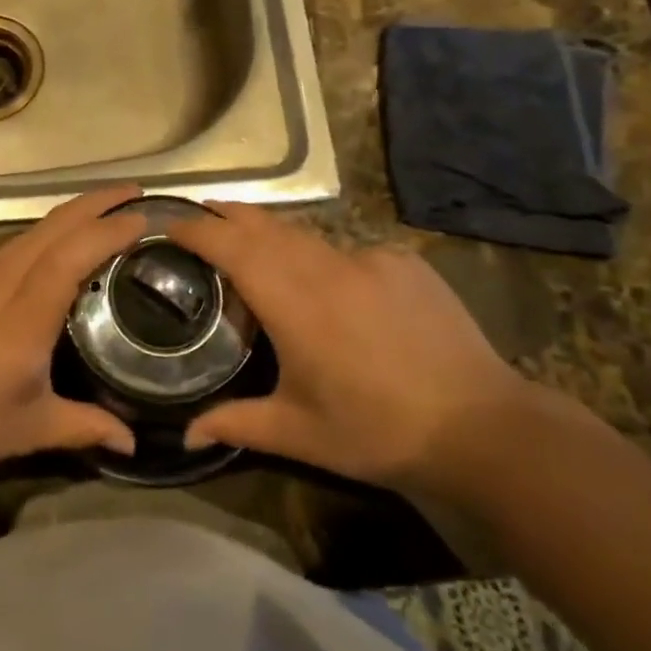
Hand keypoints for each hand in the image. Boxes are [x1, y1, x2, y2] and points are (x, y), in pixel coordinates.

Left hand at [0, 187, 145, 485]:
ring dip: (70, 214)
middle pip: (55, 224)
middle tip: (135, 192)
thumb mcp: (25, 430)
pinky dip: (44, 235)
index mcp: (25, 312)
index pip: (75, 252)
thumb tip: (132, 441)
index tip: (147, 216)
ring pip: (32, 231)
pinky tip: (50, 254)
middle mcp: (2, 279)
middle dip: (98, 200)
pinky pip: (11, 246)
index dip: (112, 229)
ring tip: (102, 216)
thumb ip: (83, 427)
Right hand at [167, 203, 536, 493]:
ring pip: (307, 234)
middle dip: (229, 216)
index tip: (169, 223)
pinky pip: (350, 251)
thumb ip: (237, 423)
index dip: (196, 228)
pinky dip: (326, 259)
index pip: (230, 245)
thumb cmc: (377, 430)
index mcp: (292, 300)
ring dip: (275, 235)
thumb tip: (185, 434)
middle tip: (203, 218)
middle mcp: (325, 265)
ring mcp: (368, 257)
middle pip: (265, 225)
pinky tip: (335, 289)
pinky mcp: (403, 260)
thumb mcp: (300, 433)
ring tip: (257, 247)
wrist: (481, 426)